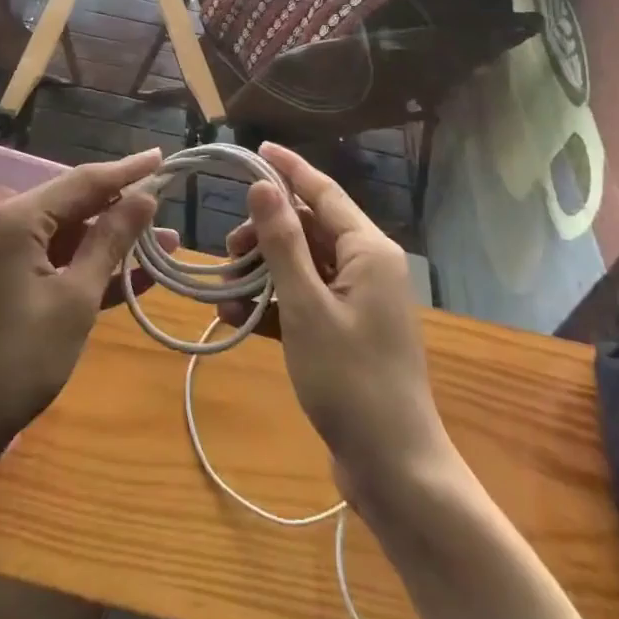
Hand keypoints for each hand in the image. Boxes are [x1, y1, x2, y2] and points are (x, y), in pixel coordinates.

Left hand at [0, 149, 173, 454]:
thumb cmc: (17, 360)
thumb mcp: (74, 299)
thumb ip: (110, 242)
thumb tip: (144, 198)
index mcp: (18, 218)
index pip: (84, 180)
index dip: (127, 170)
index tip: (163, 156)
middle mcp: (8, 224)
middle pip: (76, 203)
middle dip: (124, 207)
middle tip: (169, 206)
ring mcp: (6, 254)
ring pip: (70, 234)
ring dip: (113, 241)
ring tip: (164, 245)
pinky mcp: (8, 281)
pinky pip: (57, 260)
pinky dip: (90, 266)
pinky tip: (133, 277)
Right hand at [221, 143, 448, 498]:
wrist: (394, 470)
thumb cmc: (350, 380)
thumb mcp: (306, 306)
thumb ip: (282, 242)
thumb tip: (263, 185)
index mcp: (368, 249)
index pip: (323, 191)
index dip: (288, 168)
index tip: (256, 148)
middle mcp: (367, 265)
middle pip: (309, 229)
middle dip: (265, 235)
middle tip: (226, 251)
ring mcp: (359, 300)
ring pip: (303, 265)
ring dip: (263, 274)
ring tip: (224, 293)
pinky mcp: (347, 330)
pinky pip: (305, 299)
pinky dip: (274, 304)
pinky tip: (237, 317)